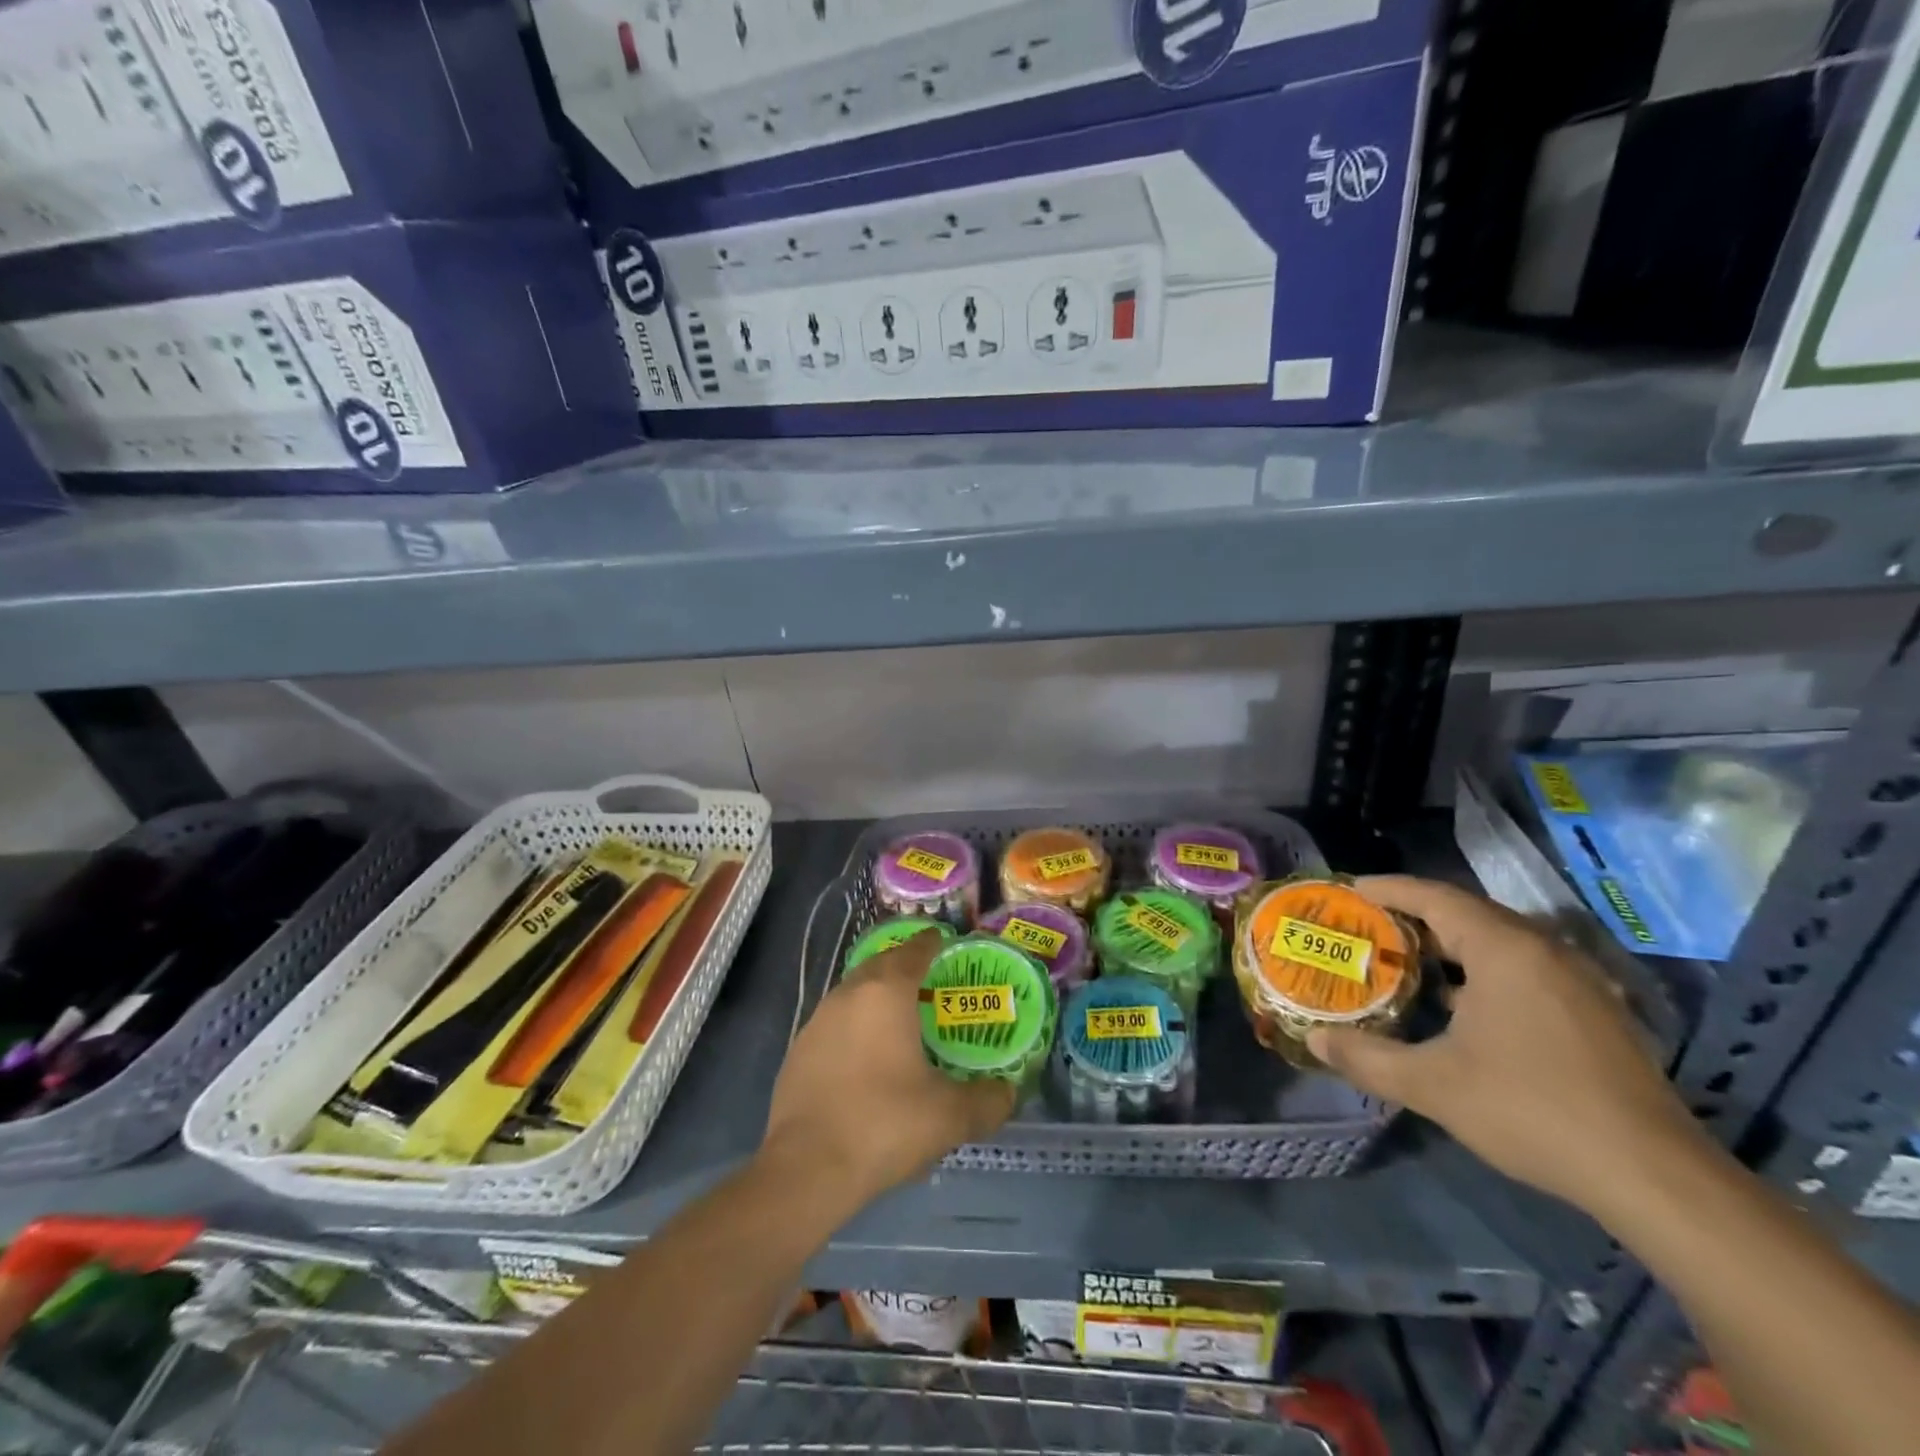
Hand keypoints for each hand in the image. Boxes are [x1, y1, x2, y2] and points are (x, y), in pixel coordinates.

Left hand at [760, 930, 1014, 1208]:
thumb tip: (1008, 1093)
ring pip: (856, 993)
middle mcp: (849, 994)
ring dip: (879, 997)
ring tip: (904, 1020)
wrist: (805, 1170)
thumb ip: (988, 1100)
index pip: (915, 950)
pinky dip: (857, 1027)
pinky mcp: (799, 1051)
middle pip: (882, 965)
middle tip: (933, 983)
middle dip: (906, 966)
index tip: (949, 944)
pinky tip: (869, 1058)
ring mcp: (818, 1021)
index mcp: (886, 992)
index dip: (935, 944)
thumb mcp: (950, 1116)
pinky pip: (837, 1023)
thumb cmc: (884, 1124)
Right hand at [1308, 876, 1704, 1217]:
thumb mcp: (1432, 1085)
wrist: (1655, 1177)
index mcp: (1505, 950)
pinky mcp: (1596, 1013)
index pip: (1435, 897)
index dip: (1388, 889)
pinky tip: (1461, 1005)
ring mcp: (1578, 982)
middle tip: (1368, 927)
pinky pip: (1525, 969)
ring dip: (1450, 945)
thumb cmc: (1531, 1110)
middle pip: (1468, 914)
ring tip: (1405, 960)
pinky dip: (1482, 970)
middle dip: (1414, 915)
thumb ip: (1367, 1058)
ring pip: (1500, 942)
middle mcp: (1545, 951)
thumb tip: (1314, 1042)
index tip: (1348, 890)